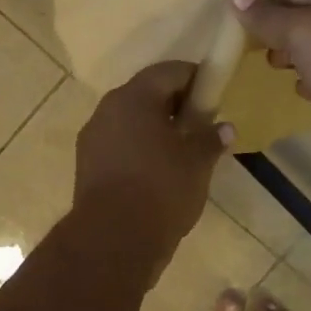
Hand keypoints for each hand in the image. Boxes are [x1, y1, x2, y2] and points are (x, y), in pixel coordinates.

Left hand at [74, 61, 228, 268]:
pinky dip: (139, 150)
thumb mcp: (197, 163)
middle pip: (145, 95)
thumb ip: (210, 139)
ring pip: (130, 122)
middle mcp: (107, 110)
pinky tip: (158, 173)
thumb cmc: (161, 190)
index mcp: (133, 98)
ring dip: (155, 130)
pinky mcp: (86, 167)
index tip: (214, 94)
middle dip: (174, 105)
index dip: (195, 78)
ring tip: (182, 152)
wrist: (113, 239)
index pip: (169, 71)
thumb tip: (224, 127)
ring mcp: (92, 139)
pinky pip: (119, 146)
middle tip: (201, 125)